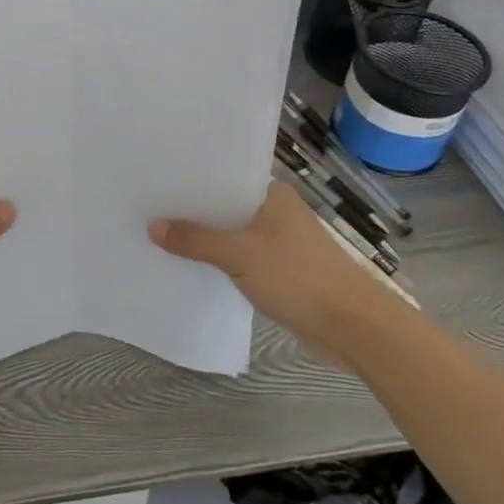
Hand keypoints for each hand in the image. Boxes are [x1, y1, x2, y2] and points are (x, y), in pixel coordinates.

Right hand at [148, 181, 408, 362]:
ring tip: (160, 232)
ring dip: (205, 236)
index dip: (191, 177)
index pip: (223, 175)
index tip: (156, 177)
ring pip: (232, 231)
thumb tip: (152, 226)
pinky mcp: (282, 269)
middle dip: (192, 209)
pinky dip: (220, 258)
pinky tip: (192, 263)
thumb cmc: (298, 277)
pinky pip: (241, 256)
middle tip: (148, 204)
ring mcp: (281, 241)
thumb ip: (195, 240)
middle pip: (225, 204)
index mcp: (271, 193)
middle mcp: (276, 211)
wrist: (355, 328)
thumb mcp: (239, 254)